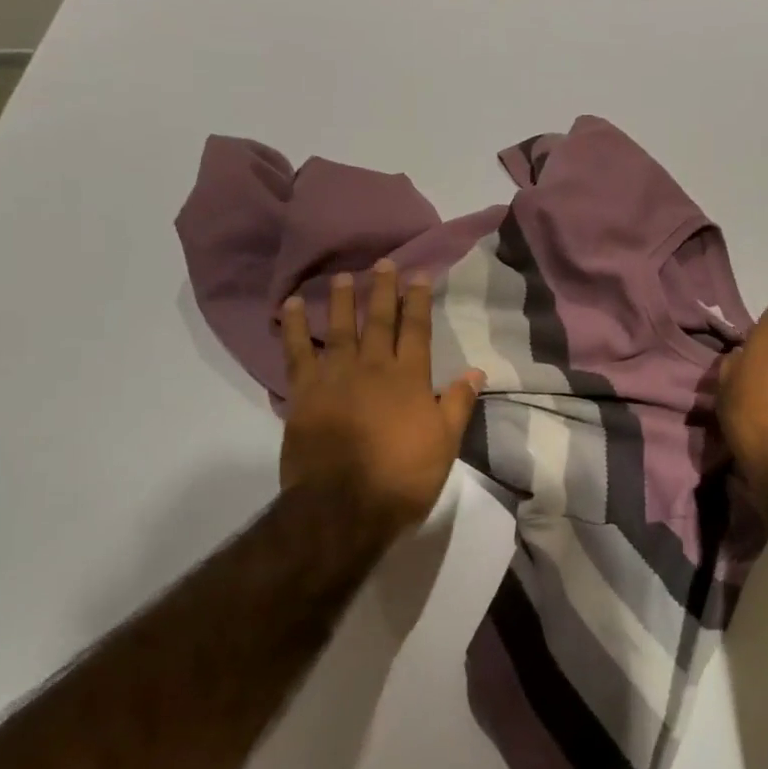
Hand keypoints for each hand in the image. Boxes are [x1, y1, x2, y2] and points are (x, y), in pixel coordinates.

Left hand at [281, 260, 484, 530]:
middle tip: (383, 262)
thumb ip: (458, 403)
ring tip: (343, 275)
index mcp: (409, 378)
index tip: (418, 273)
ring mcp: (336, 377)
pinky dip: (293, 328)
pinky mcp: (304, 393)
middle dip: (382, 289)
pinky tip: (292, 306)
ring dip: (342, 299)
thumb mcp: (445, 443)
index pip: (416, 329)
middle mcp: (373, 367)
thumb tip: (476, 370)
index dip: (417, 300)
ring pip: (339, 328)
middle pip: (378, 320)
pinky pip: (297, 352)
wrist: (343, 507)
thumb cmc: (402, 477)